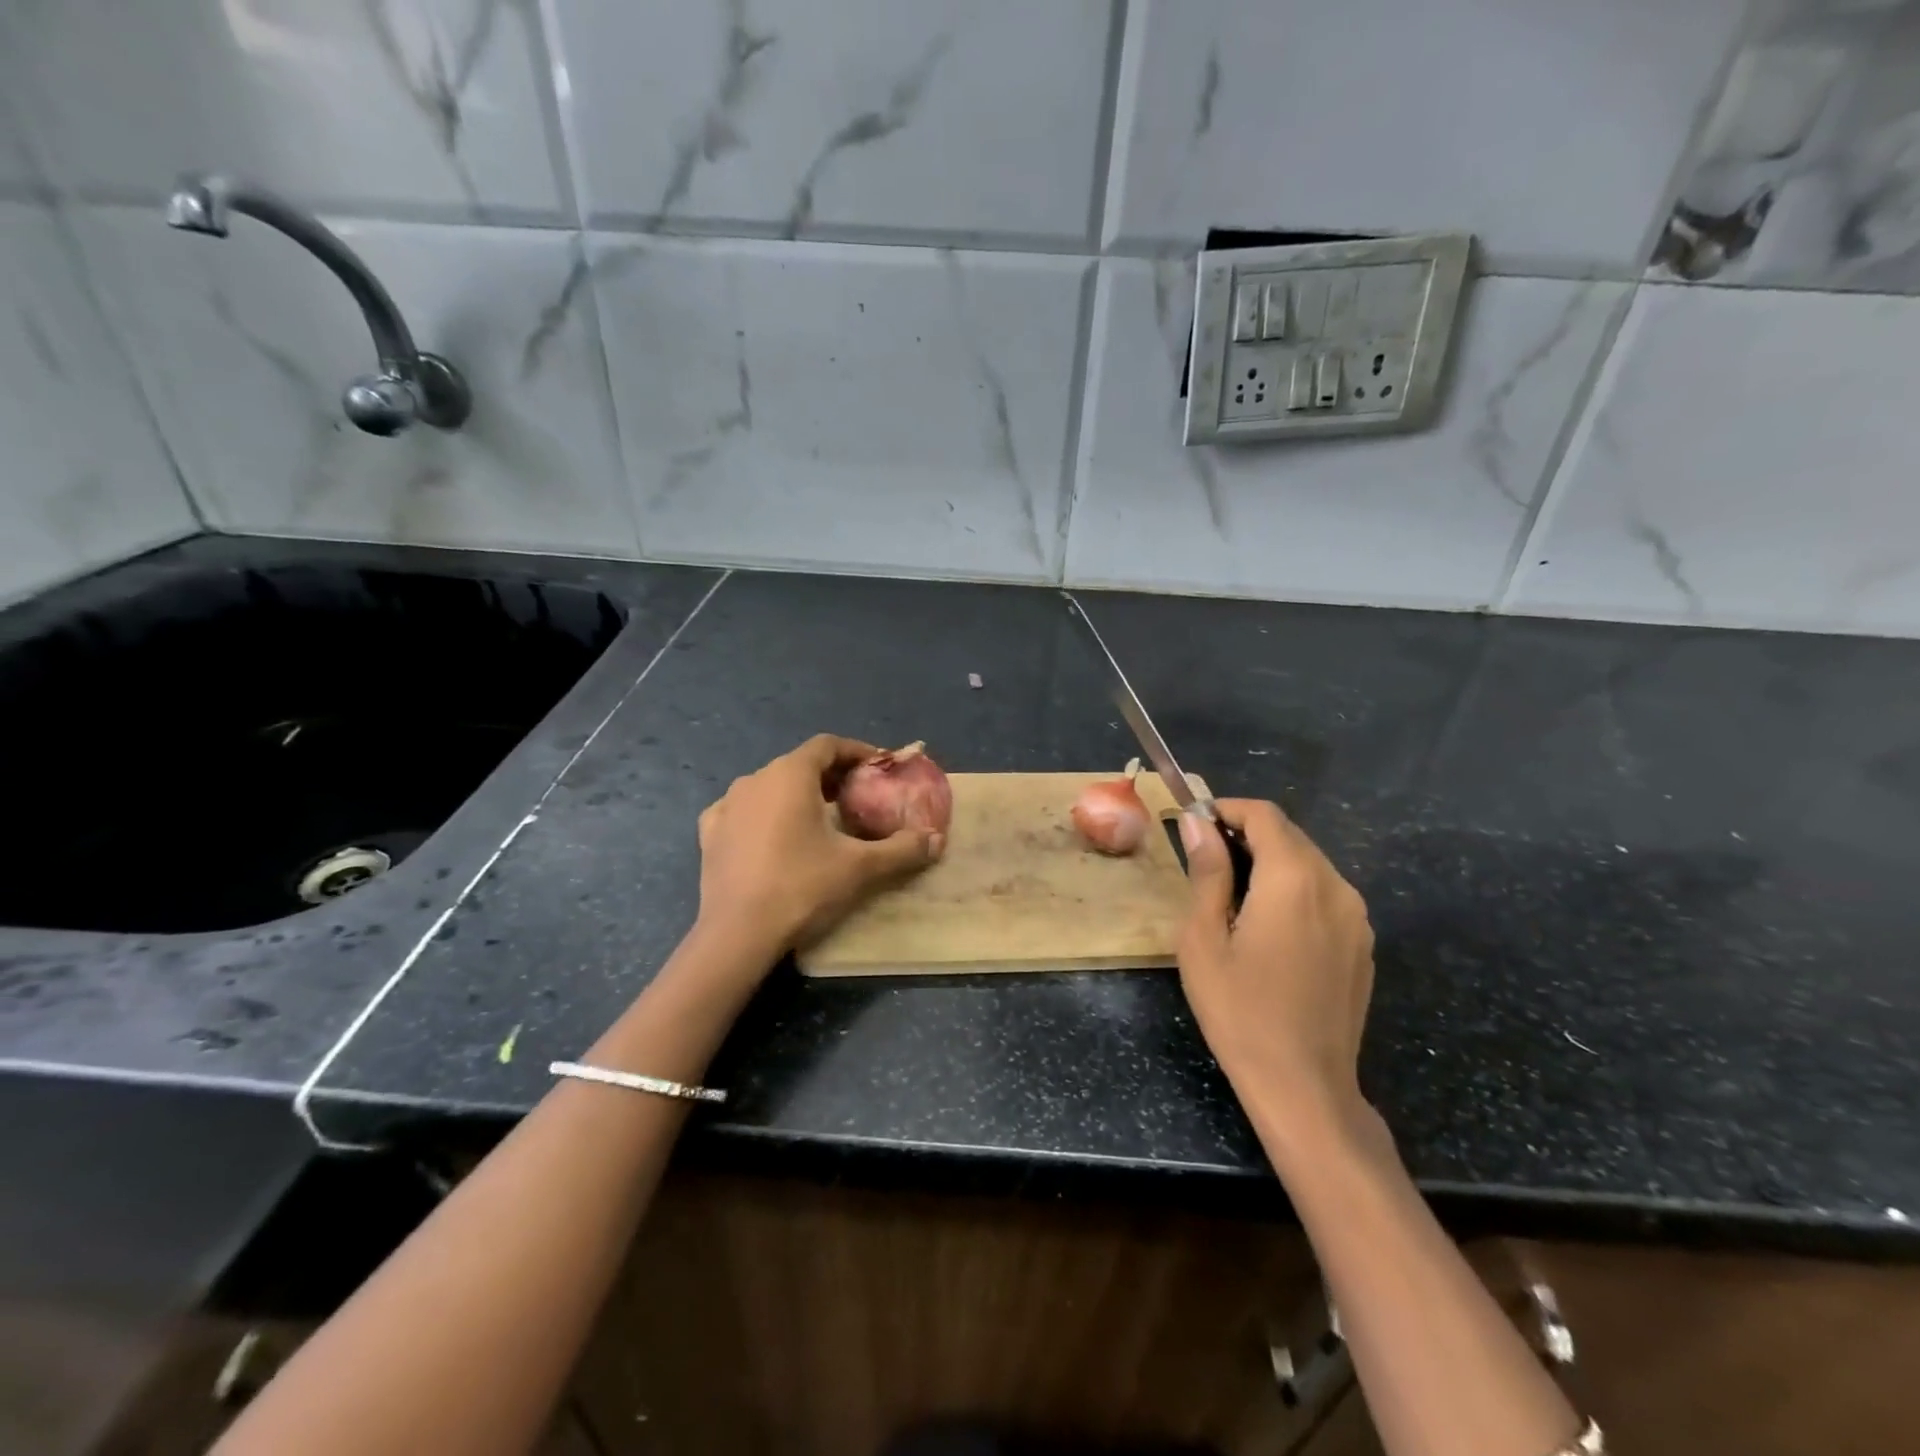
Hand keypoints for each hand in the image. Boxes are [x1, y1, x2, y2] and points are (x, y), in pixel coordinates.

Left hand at [695, 734, 943, 961]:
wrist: (737, 934)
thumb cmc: (802, 887)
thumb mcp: (860, 867)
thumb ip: (902, 849)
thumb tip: (936, 840)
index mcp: (790, 774)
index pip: (827, 745)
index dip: (856, 752)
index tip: (878, 768)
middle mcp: (755, 779)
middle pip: (800, 764)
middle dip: (832, 775)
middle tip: (858, 797)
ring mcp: (727, 805)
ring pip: (770, 786)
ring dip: (799, 794)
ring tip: (821, 818)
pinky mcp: (710, 833)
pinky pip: (743, 811)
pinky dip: (765, 815)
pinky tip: (775, 836)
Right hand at [1178, 800, 1376, 1141]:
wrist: (1304, 1086)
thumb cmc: (1240, 1010)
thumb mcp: (1204, 938)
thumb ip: (1207, 872)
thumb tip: (1198, 822)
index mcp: (1295, 879)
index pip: (1264, 815)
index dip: (1227, 809)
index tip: (1194, 823)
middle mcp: (1336, 886)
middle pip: (1289, 836)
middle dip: (1246, 834)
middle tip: (1205, 859)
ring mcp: (1357, 917)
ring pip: (1309, 864)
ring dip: (1270, 862)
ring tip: (1232, 895)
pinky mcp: (1362, 944)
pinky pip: (1325, 895)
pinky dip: (1293, 890)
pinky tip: (1267, 927)